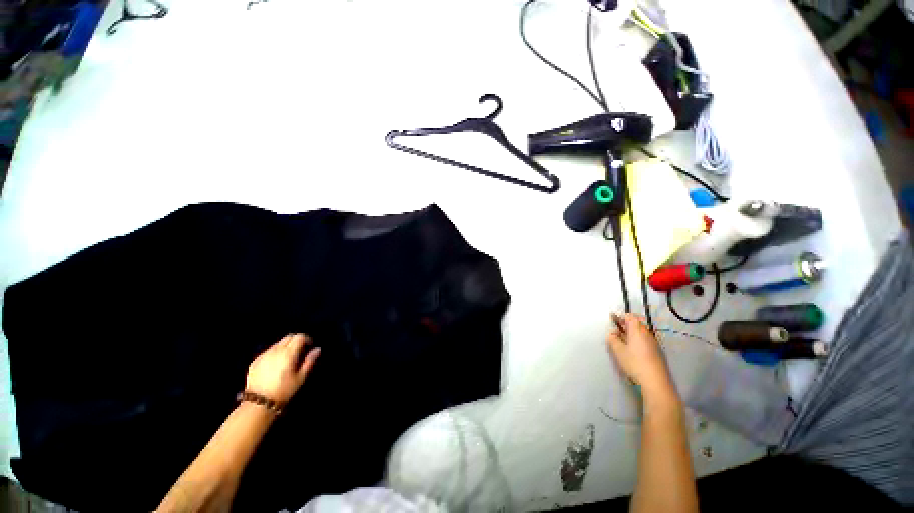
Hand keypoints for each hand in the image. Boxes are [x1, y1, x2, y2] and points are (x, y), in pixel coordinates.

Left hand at [246, 333, 319, 403]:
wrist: (258, 403)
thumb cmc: (283, 390)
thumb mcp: (300, 377)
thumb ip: (309, 361)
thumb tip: (317, 349)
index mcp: (288, 353)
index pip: (299, 336)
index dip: (306, 338)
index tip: (309, 346)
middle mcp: (275, 350)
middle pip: (288, 337)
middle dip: (296, 340)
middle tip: (301, 350)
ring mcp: (264, 355)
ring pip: (278, 343)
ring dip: (286, 346)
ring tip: (288, 357)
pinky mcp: (255, 361)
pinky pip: (268, 350)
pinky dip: (275, 352)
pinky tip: (276, 363)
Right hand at [606, 314, 677, 402]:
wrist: (655, 381)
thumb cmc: (634, 362)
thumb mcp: (618, 350)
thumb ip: (612, 339)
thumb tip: (612, 333)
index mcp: (637, 329)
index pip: (630, 316)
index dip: (620, 317)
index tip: (613, 322)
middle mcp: (647, 333)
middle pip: (636, 324)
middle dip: (625, 326)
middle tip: (616, 333)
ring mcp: (653, 342)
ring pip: (640, 333)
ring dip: (631, 335)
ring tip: (622, 344)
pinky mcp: (656, 351)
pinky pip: (645, 340)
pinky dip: (637, 342)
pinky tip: (632, 352)